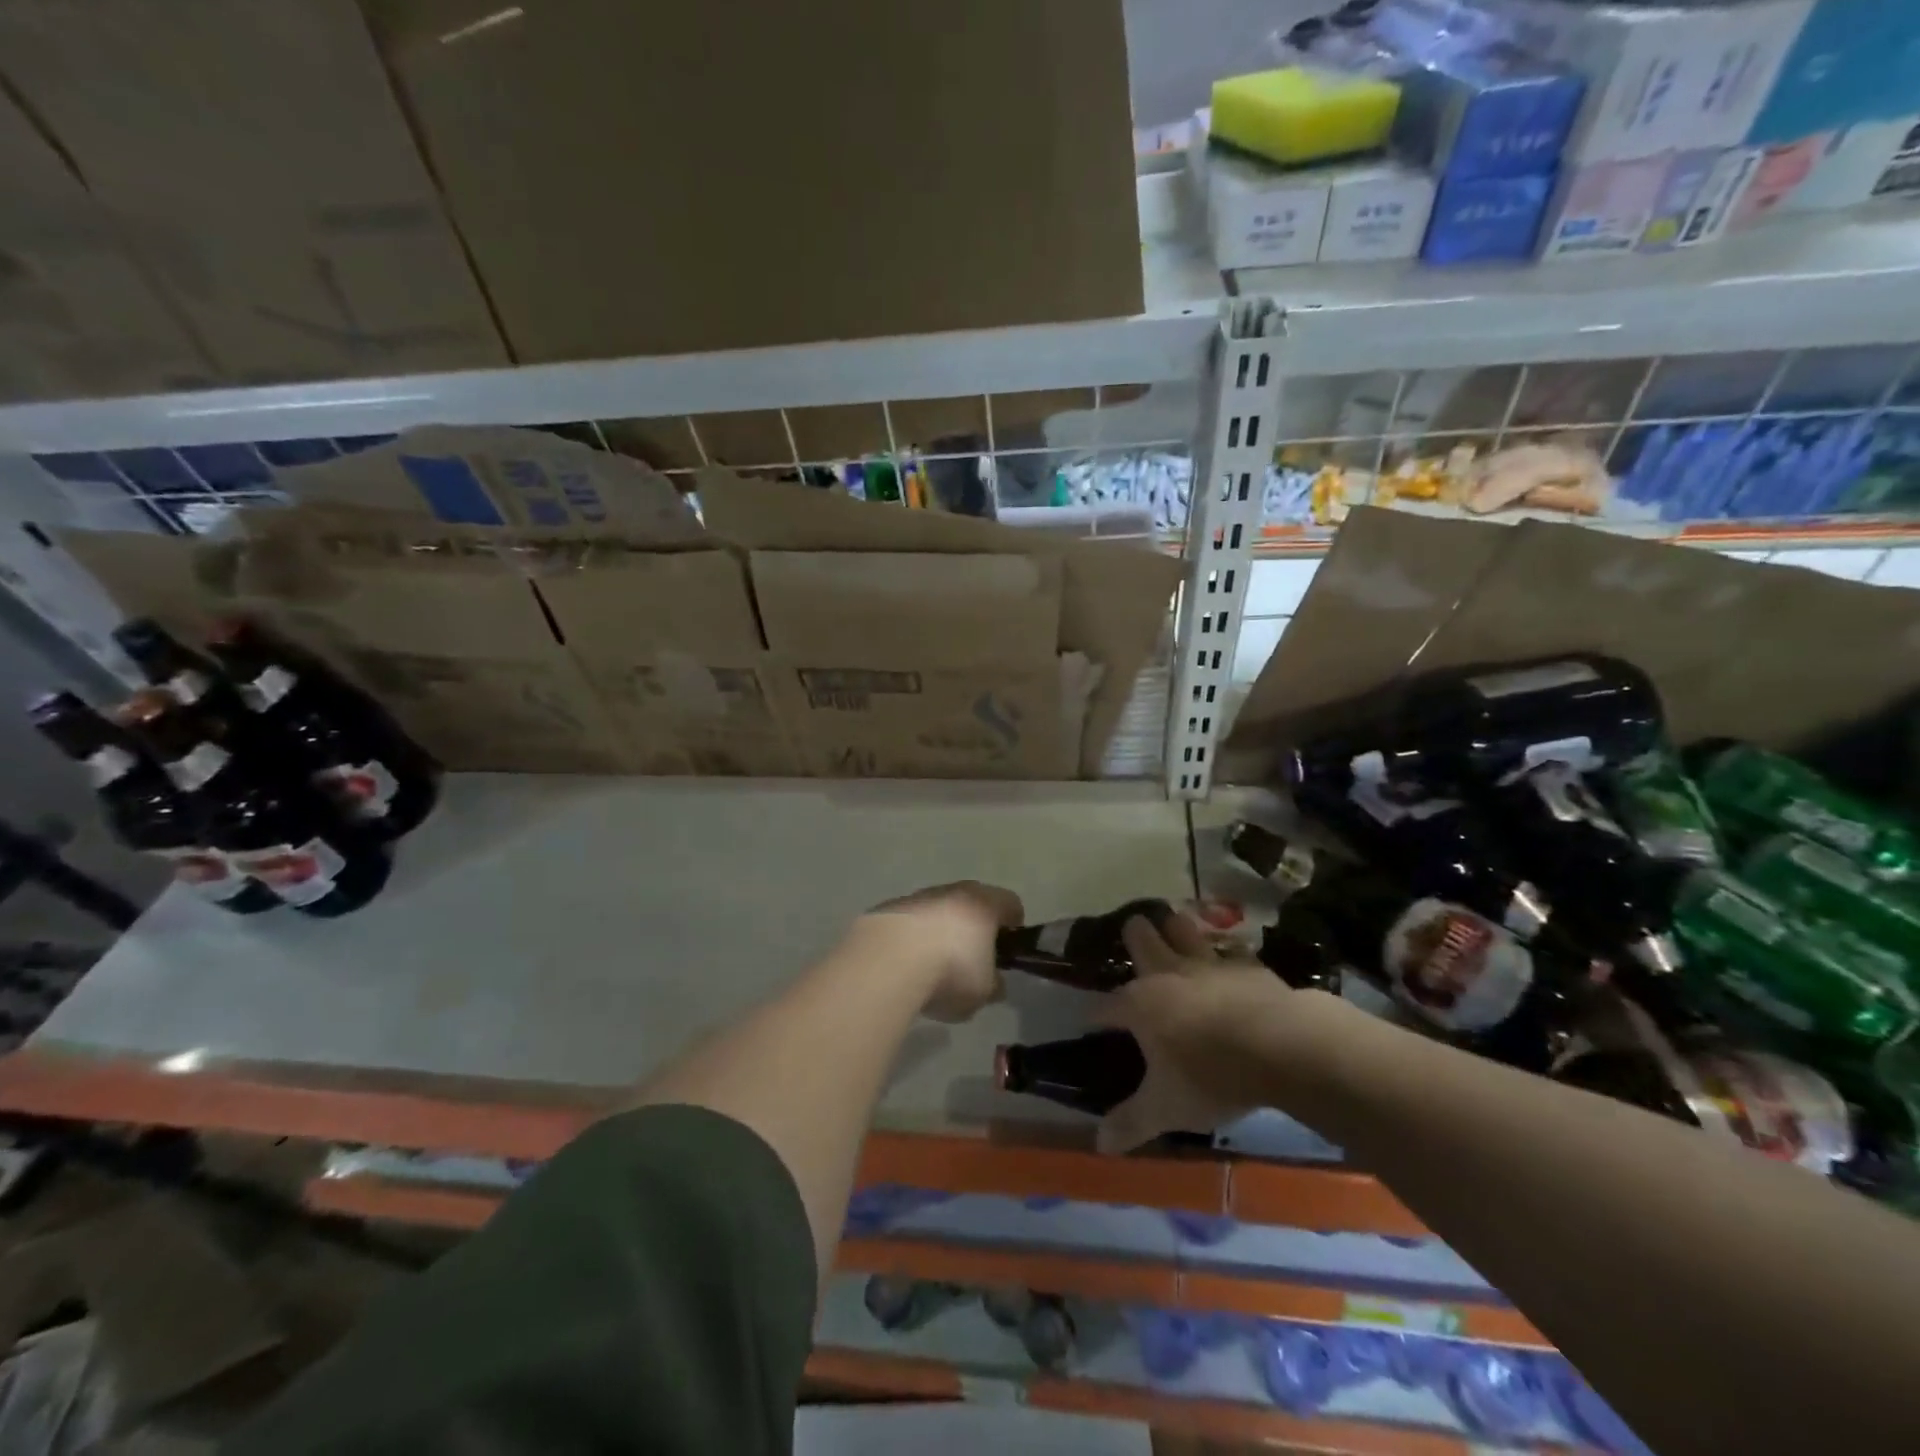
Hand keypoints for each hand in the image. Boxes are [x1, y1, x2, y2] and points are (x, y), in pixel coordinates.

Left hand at [849, 881, 1023, 1022]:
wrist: (886, 962)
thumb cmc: (950, 972)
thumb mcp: (983, 992)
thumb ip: (993, 984)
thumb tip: (994, 982)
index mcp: (984, 904)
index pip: (1011, 903)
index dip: (1014, 924)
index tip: (1010, 945)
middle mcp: (953, 892)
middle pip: (972, 902)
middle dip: (975, 926)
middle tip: (973, 956)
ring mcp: (918, 897)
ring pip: (938, 909)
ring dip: (940, 930)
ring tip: (934, 964)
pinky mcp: (888, 909)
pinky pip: (910, 921)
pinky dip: (912, 937)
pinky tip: (905, 963)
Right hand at [1093, 911, 1300, 1153]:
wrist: (1283, 1046)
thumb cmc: (1212, 1076)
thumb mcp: (1167, 1109)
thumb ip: (1131, 1122)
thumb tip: (1100, 1145)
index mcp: (1139, 1004)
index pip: (1104, 1006)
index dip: (1094, 1016)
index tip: (1091, 1024)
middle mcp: (1167, 973)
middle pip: (1139, 938)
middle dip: (1133, 936)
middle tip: (1135, 943)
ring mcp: (1208, 963)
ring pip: (1181, 928)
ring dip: (1175, 930)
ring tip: (1174, 935)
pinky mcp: (1246, 965)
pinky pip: (1229, 949)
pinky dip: (1224, 953)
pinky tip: (1228, 963)